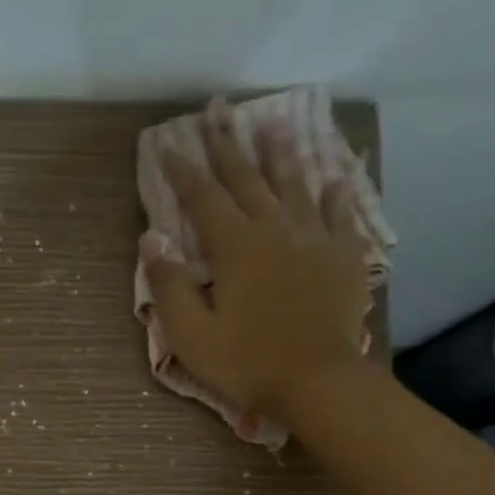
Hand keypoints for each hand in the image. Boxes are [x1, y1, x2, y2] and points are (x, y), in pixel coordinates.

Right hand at [141, 98, 375, 424]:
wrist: (318, 383)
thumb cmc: (247, 362)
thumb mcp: (191, 334)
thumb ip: (169, 285)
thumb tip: (151, 239)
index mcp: (234, 246)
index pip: (202, 197)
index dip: (183, 170)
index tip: (168, 146)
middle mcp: (275, 229)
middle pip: (247, 179)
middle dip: (228, 145)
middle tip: (218, 111)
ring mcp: (314, 240)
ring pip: (294, 185)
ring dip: (279, 155)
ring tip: (271, 125)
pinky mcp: (343, 258)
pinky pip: (341, 216)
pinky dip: (336, 194)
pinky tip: (336, 178)